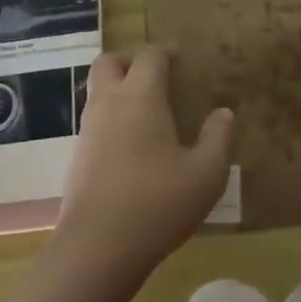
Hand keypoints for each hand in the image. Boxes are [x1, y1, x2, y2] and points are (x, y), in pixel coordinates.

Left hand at [56, 47, 234, 275]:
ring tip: (144, 112)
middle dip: (130, 61)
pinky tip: (129, 146)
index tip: (181, 60)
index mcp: (141, 96)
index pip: (150, 56)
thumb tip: (223, 113)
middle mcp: (110, 102)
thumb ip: (218, 138)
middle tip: (153, 77)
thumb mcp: (206, 174)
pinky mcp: (77, 157)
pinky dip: (109, 119)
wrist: (97, 248)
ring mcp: (88, 129)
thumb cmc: (157, 203)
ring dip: (117, 89)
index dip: (167, 52)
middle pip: (109, 62)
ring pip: (96, 90)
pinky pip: (93, 121)